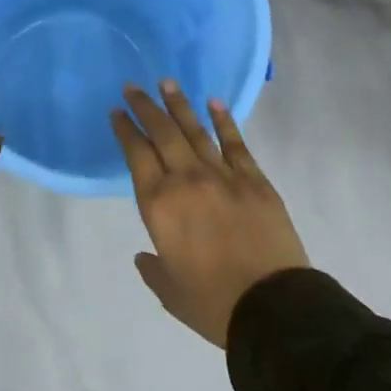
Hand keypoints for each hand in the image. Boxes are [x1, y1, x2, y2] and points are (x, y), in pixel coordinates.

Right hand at [111, 81, 308, 347]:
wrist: (273, 308)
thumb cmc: (213, 304)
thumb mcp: (170, 292)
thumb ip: (153, 269)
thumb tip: (145, 255)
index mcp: (159, 205)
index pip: (136, 155)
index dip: (125, 130)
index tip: (117, 112)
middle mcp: (186, 180)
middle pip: (162, 133)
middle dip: (145, 107)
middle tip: (133, 87)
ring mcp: (223, 176)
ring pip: (195, 131)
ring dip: (179, 105)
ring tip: (166, 83)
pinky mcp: (254, 180)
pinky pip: (235, 143)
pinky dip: (223, 121)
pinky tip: (214, 103)